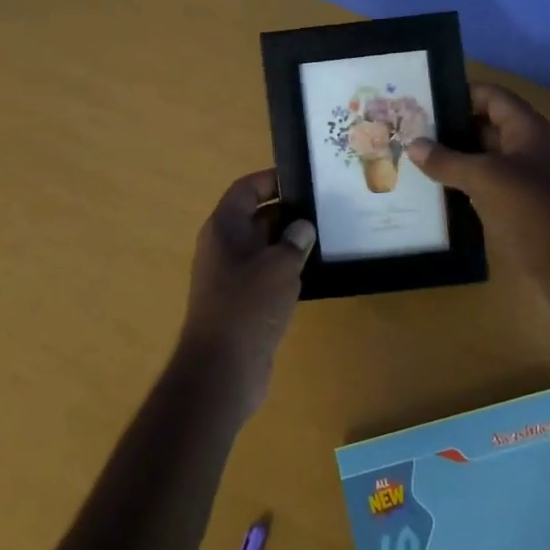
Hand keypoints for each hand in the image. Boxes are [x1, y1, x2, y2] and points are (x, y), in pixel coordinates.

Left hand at [177, 169, 315, 418]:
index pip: (246, 190)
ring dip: (290, 243)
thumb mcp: (279, 266)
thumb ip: (294, 241)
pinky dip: (287, 270)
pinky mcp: (243, 303)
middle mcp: (224, 247)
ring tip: (327, 236)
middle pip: (256, 217)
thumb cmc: (248, 307)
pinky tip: (315, 273)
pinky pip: (267, 275)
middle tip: (325, 208)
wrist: (222, 370)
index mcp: (224, 229)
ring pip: (264, 248)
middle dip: (288, 212)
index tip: (303, 179)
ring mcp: (231, 277)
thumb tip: (302, 227)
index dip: (271, 180)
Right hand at [408, 83, 549, 247]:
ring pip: (482, 157)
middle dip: (449, 127)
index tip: (422, 102)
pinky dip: (461, 182)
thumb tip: (413, 145)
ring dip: (453, 157)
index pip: (490, 96)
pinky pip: (484, 183)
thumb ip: (447, 160)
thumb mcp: (485, 179)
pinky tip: (433, 188)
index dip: (459, 94)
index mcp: (527, 128)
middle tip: (408, 131)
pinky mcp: (517, 204)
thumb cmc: (531, 210)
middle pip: (484, 124)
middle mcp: (526, 146)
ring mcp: (523, 177)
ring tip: (412, 157)